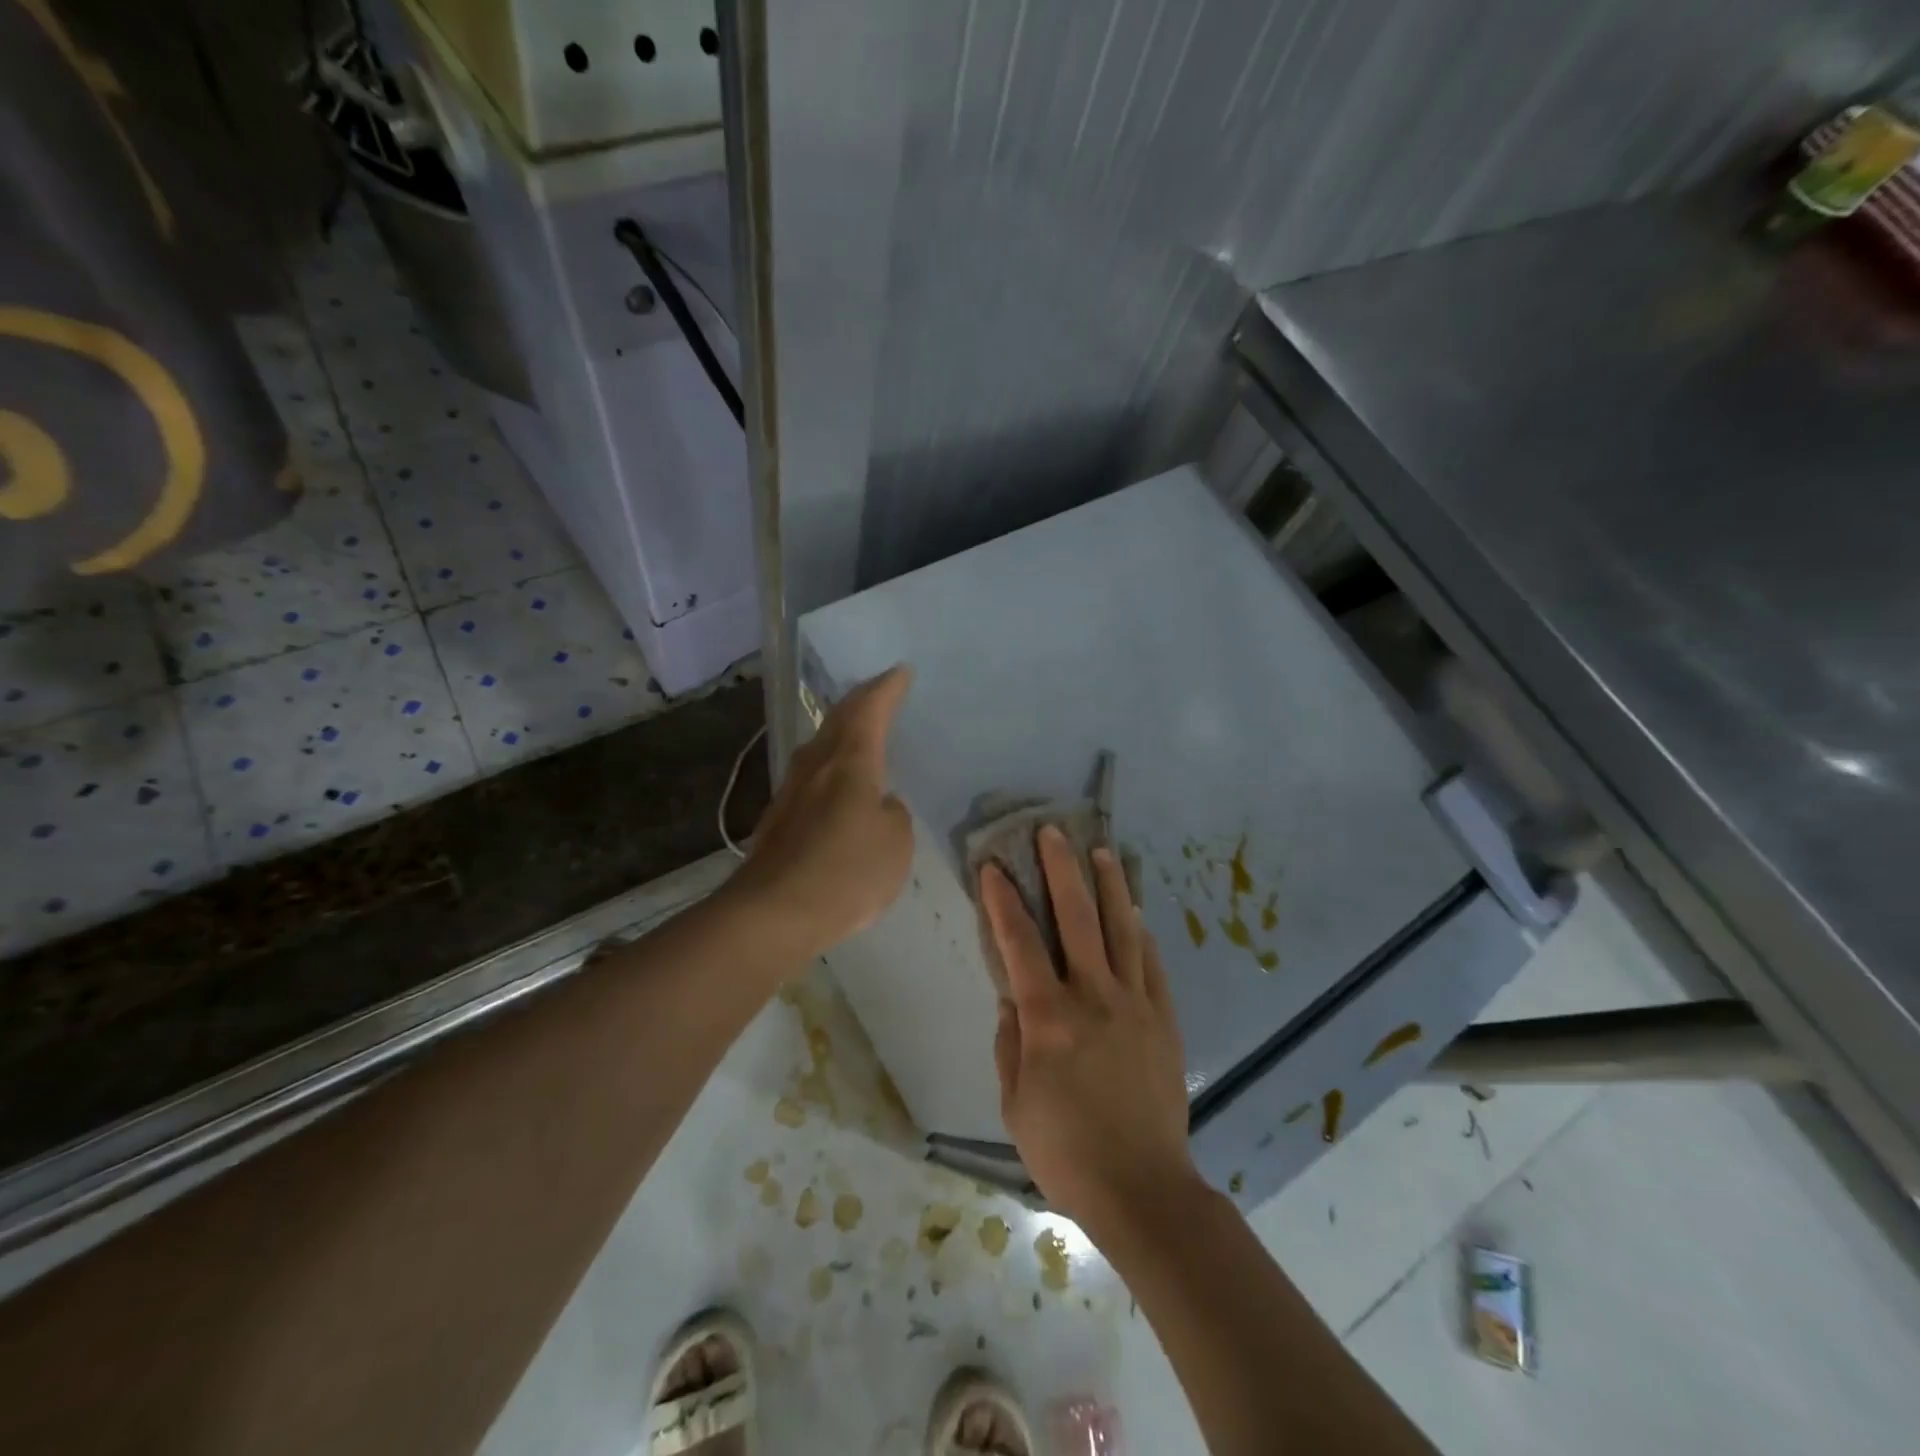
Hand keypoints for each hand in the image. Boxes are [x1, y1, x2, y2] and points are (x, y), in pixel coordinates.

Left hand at [729, 666, 914, 961]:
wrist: (773, 913)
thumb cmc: (846, 871)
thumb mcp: (895, 842)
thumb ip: (893, 814)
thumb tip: (877, 804)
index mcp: (850, 762)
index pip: (870, 710)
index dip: (888, 689)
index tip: (901, 670)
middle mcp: (816, 766)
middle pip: (839, 720)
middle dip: (861, 701)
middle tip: (880, 690)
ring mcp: (791, 792)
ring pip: (820, 746)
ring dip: (841, 730)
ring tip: (859, 729)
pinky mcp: (778, 820)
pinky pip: (811, 777)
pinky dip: (829, 765)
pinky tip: (835, 782)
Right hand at [982, 827, 1198, 1238]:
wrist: (1143, 1189)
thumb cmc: (1066, 1151)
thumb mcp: (1015, 1103)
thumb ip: (1009, 1044)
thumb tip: (1009, 998)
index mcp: (1049, 1017)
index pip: (1020, 943)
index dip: (1003, 900)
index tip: (993, 866)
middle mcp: (1094, 996)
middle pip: (1077, 918)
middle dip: (1061, 869)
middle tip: (1053, 831)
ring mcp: (1135, 1004)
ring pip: (1122, 929)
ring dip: (1109, 886)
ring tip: (1101, 852)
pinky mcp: (1164, 1019)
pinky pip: (1152, 964)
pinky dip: (1141, 933)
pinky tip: (1135, 913)